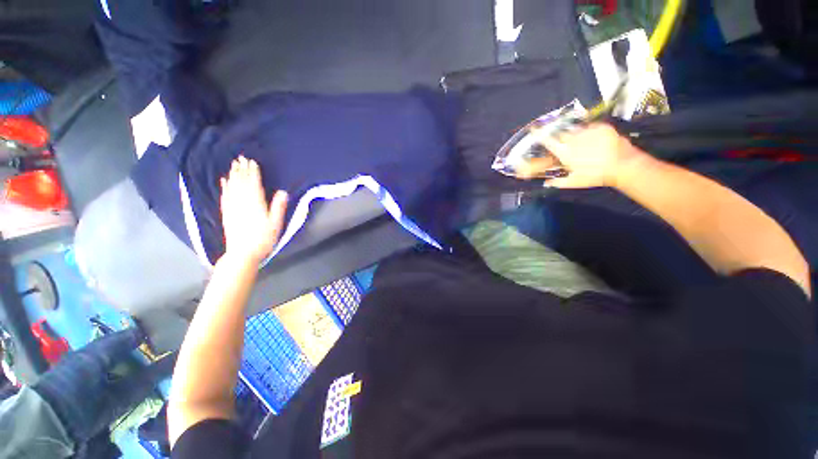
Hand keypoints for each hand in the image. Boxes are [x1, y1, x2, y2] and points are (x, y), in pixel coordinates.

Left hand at [219, 156, 287, 263]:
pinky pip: (225, 196)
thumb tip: (282, 192)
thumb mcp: (276, 224)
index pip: (254, 184)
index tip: (252, 162)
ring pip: (232, 187)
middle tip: (241, 158)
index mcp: (256, 204)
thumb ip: (278, 207)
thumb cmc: (263, 239)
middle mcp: (242, 202)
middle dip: (242, 170)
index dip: (253, 172)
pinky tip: (224, 180)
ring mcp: (232, 207)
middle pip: (241, 183)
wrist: (243, 253)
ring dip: (233, 175)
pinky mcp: (226, 213)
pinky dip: (225, 187)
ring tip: (234, 165)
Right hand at [516, 123, 643, 187]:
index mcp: (565, 152)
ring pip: (576, 130)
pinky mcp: (601, 127)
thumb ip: (557, 182)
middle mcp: (574, 139)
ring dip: (576, 136)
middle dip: (561, 138)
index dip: (539, 134)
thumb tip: (546, 183)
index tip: (533, 129)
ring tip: (585, 145)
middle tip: (567, 146)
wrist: (622, 165)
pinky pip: (591, 127)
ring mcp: (588, 131)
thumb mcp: (574, 182)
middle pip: (561, 134)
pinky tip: (595, 141)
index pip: (547, 141)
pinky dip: (590, 132)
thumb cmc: (595, 175)